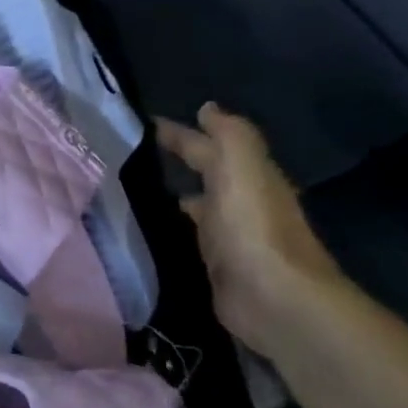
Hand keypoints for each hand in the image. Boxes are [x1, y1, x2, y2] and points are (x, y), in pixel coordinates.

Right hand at [156, 103, 342, 352]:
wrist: (273, 298)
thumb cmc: (253, 228)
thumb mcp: (243, 168)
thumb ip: (229, 135)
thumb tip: (209, 108)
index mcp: (248, 176)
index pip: (210, 144)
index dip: (182, 132)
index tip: (144, 122)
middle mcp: (241, 202)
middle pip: (208, 172)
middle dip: (181, 158)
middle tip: (135, 151)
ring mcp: (230, 235)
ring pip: (200, 203)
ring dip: (177, 191)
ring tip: (138, 185)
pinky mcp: (217, 265)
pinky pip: (193, 234)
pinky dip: (177, 224)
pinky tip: (154, 225)